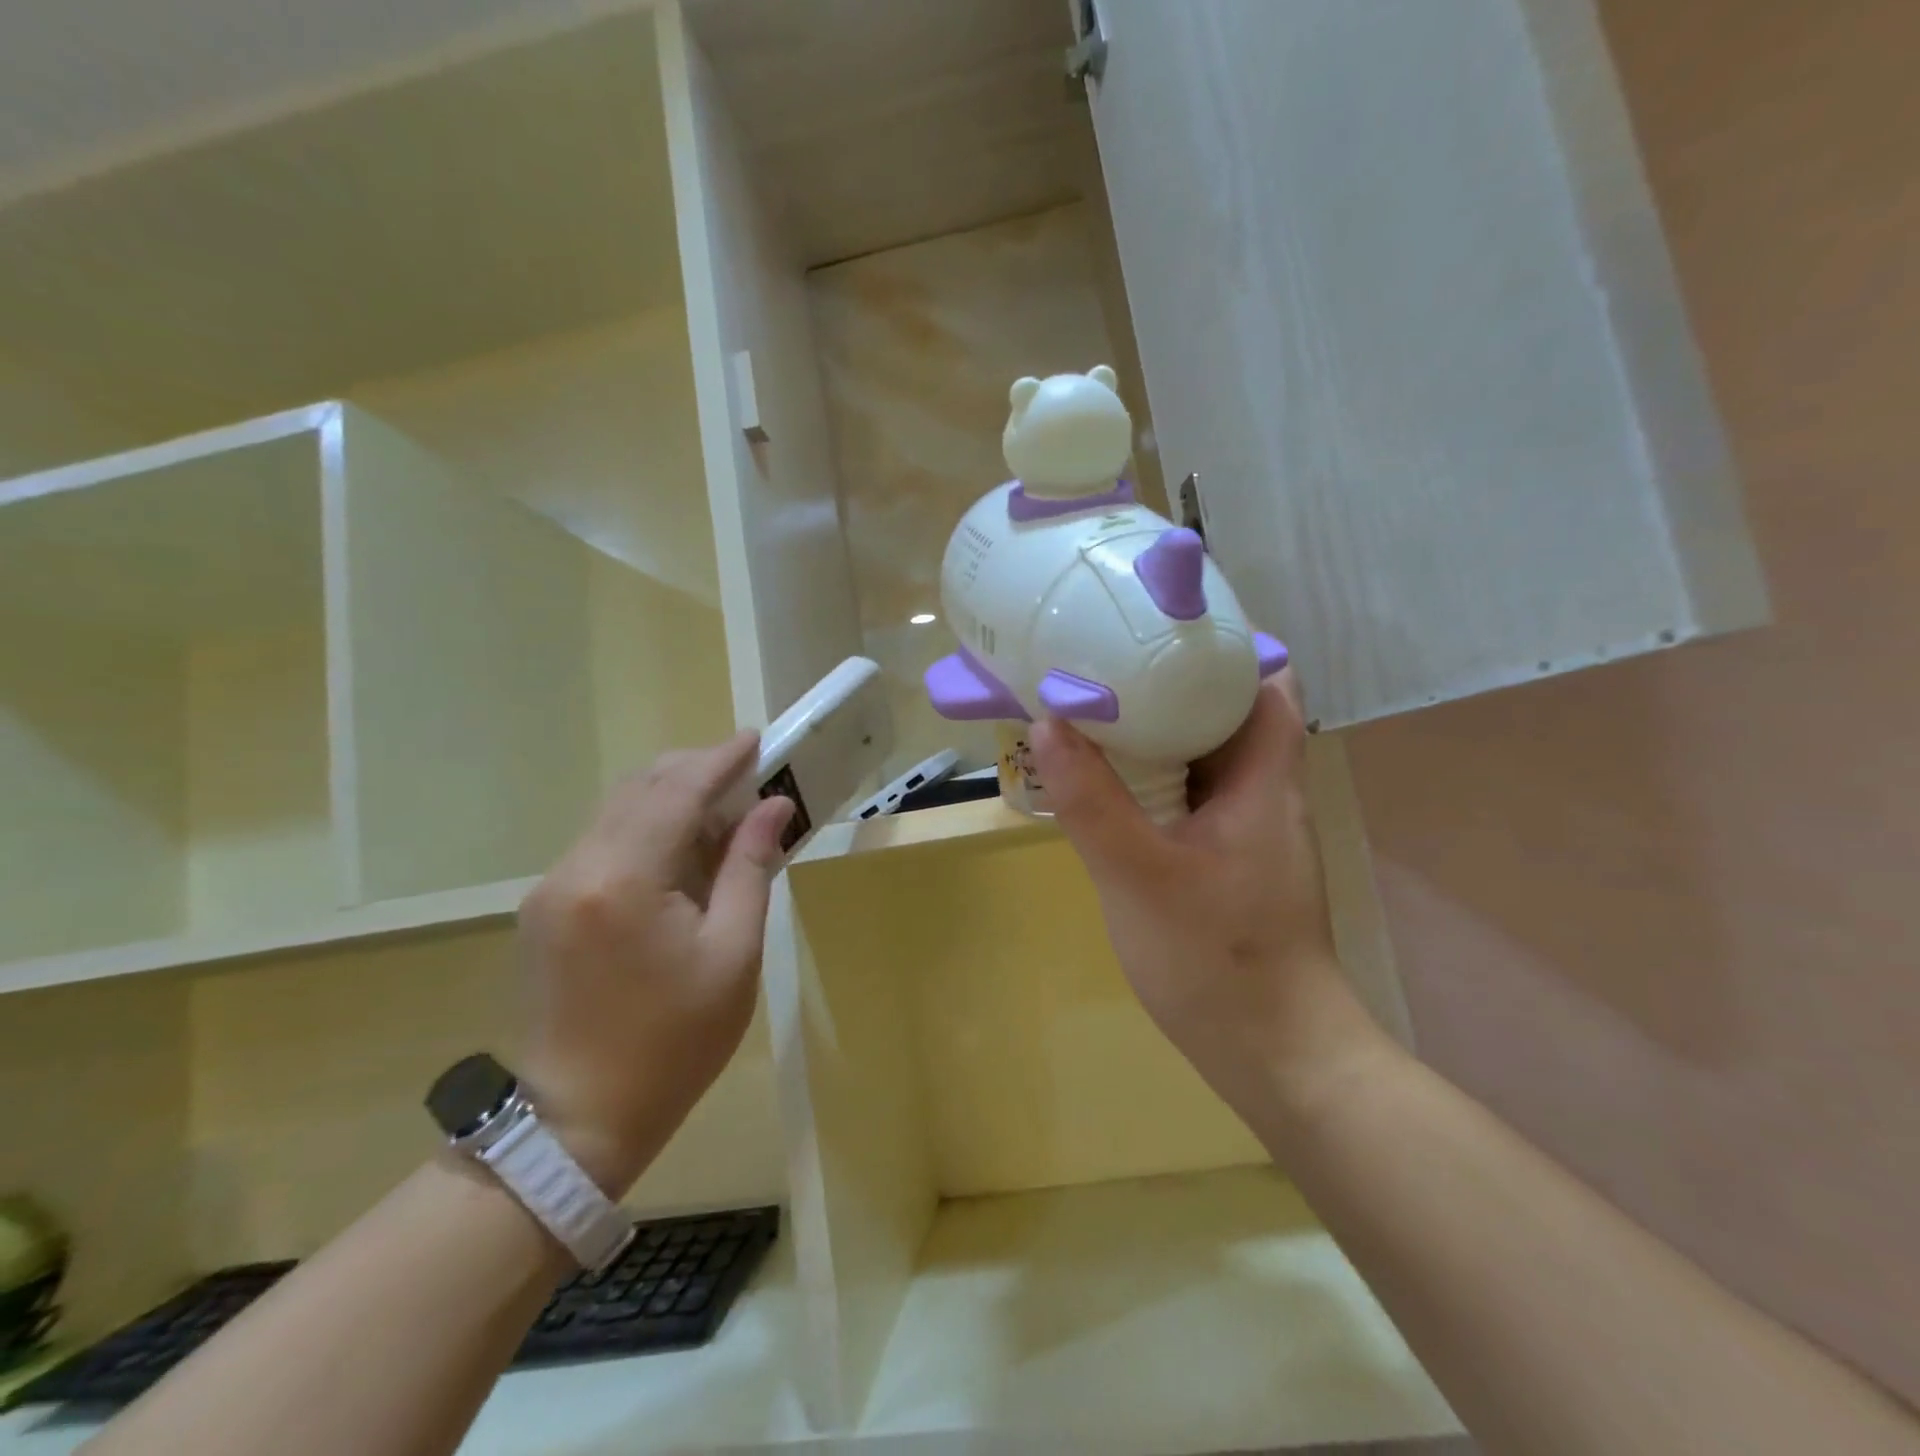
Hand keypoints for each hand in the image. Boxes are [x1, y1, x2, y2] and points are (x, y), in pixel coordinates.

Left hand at [515, 733, 793, 1196]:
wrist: (577, 1120)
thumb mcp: (733, 953)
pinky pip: (604, 843)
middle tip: (748, 777)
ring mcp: (552, 886)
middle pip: (640, 789)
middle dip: (695, 772)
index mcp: (625, 879)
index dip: (719, 760)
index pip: (676, 792)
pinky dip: (647, 831)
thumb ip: (750, 867)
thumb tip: (775, 807)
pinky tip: (682, 854)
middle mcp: (577, 868)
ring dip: (671, 800)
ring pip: (618, 812)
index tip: (756, 739)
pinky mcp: (546, 906)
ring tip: (724, 815)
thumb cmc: (674, 1041)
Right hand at [1030, 674, 1378, 1113]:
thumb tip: (1046, 722)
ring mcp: (1247, 828)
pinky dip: (1154, 778)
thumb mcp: (1139, 875)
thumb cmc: (1217, 960)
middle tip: (1103, 665)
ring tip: (1093, 711)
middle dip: (1169, 683)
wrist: (1273, 1054)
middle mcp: (1265, 791)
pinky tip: (1106, 784)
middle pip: (1226, 711)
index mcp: (1264, 778)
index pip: (1266, 682)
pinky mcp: (1228, 858)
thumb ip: (1091, 800)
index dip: (1220, 646)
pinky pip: (1190, 795)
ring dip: (1156, 732)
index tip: (1155, 629)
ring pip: (1204, 756)